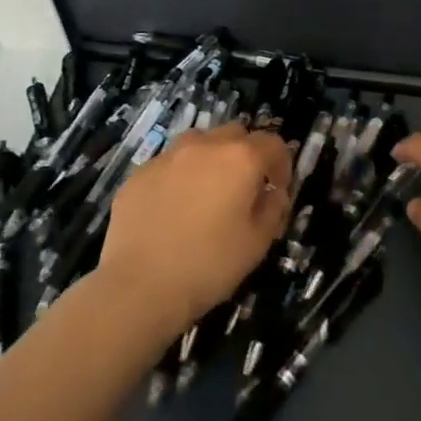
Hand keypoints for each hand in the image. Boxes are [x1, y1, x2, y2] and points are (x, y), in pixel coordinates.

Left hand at [97, 123, 292, 328]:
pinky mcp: (139, 173)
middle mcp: (204, 146)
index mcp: (240, 159)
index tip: (277, 189)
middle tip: (243, 188)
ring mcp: (167, 156)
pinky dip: (178, 176)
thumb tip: (272, 193)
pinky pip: (168, 164)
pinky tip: (172, 208)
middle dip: (246, 154)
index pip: (273, 143)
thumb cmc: (209, 266)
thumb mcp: (257, 243)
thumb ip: (273, 209)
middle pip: (235, 133)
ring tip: (206, 191)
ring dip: (210, 158)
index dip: (281, 164)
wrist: (140, 287)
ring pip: (199, 141)